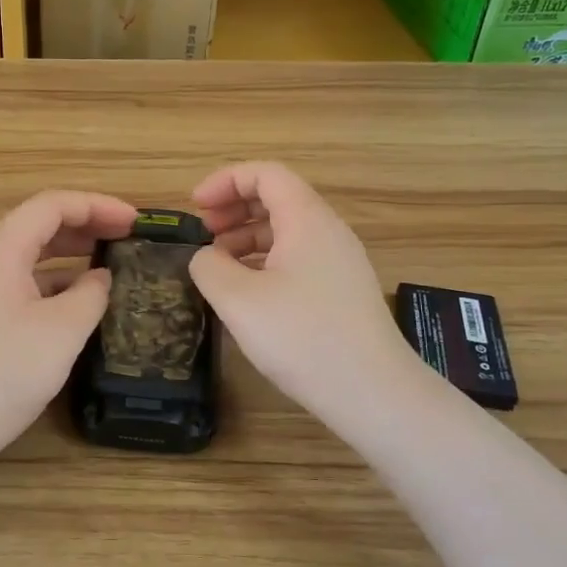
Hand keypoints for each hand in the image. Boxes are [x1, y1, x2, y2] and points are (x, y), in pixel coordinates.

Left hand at [0, 190, 137, 460]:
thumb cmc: (4, 372)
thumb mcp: (63, 330)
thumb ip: (91, 293)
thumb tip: (102, 277)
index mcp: (1, 251)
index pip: (52, 205)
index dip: (97, 205)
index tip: (135, 221)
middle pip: (40, 225)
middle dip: (87, 225)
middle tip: (129, 239)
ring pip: (32, 256)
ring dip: (72, 254)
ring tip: (112, 265)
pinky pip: (25, 284)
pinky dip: (57, 283)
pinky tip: (81, 301)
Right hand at [189, 161, 426, 430]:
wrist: (372, 392)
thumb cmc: (302, 337)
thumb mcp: (238, 300)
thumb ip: (209, 267)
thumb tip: (206, 257)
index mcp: (307, 219)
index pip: (265, 174)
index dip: (225, 181)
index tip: (194, 207)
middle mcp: (328, 231)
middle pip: (278, 198)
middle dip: (234, 207)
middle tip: (203, 233)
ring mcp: (340, 262)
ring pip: (288, 230)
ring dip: (247, 236)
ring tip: (218, 264)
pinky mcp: (342, 291)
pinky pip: (298, 258)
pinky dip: (266, 261)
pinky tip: (248, 292)